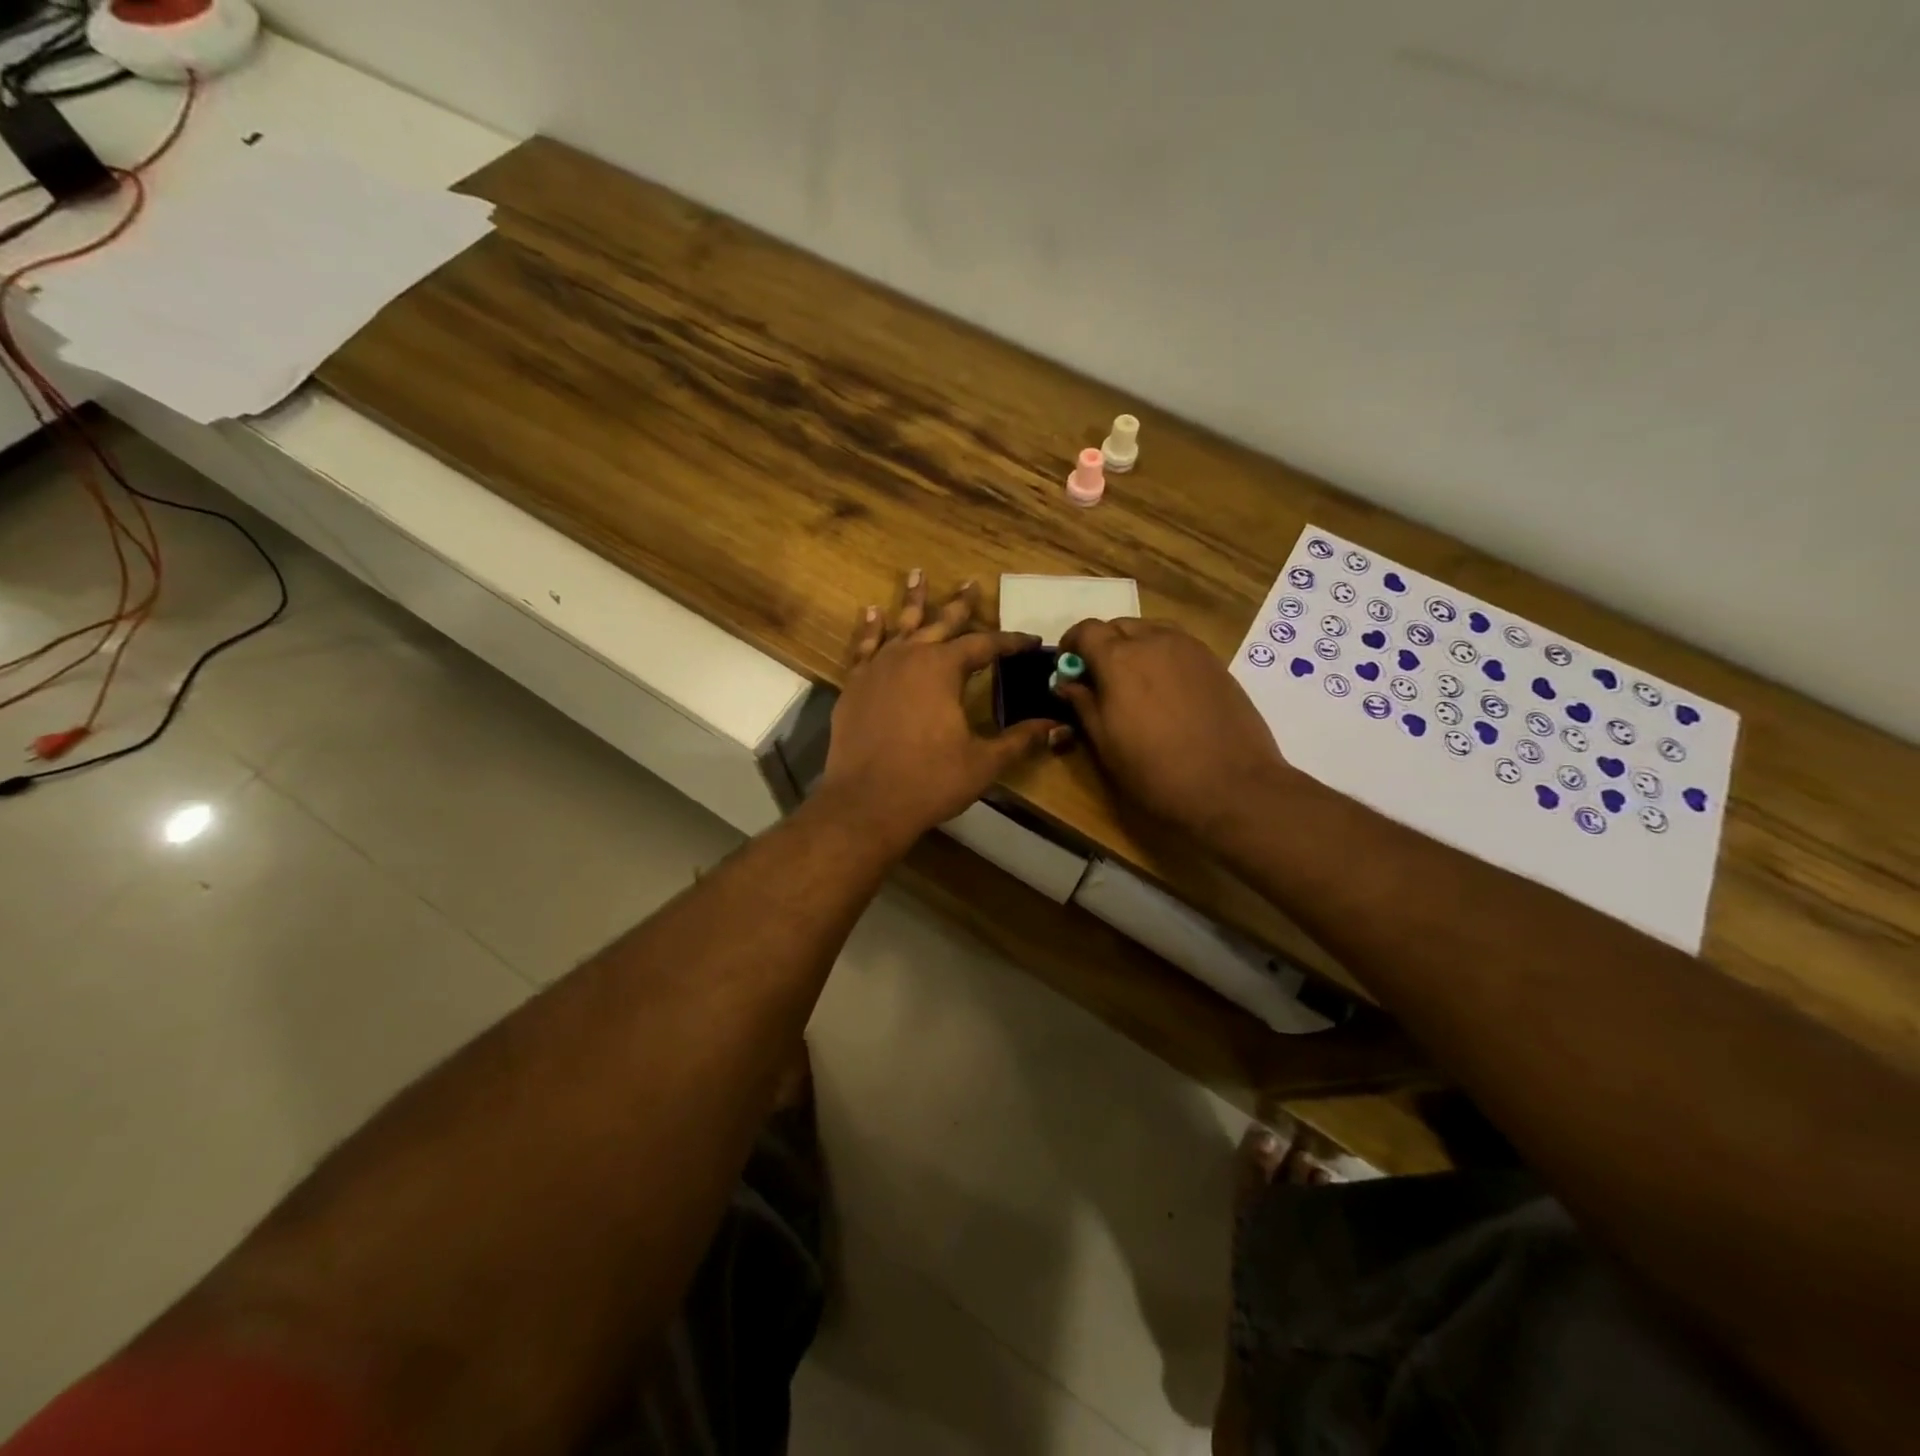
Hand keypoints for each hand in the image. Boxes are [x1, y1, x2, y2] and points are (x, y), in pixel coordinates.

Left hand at [815, 572, 1060, 853]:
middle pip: (941, 624)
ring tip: (917, 573)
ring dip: (913, 601)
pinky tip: (872, 612)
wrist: (865, 804)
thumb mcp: (983, 762)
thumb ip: (1019, 739)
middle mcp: (909, 657)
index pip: (985, 646)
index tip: (1031, 641)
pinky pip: (864, 647)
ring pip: (900, 626)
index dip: (1011, 643)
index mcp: (943, 669)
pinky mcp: (854, 686)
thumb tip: (1057, 726)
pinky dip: (870, 629)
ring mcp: (877, 669)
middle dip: (960, 605)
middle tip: (971, 582)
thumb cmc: (929, 781)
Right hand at [1055, 618, 1288, 842]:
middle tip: (1099, 679)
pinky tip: (1164, 688)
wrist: (1231, 786)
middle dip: (1102, 644)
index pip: (1086, 630)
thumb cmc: (1156, 771)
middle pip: (1119, 625)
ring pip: (1150, 630)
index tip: (1068, 670)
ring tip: (1133, 680)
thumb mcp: (1105, 744)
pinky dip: (1161, 653)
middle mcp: (1154, 641)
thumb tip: (1065, 683)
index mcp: (1119, 659)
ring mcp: (1189, 648)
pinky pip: (1178, 643)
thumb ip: (1083, 704)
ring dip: (1133, 645)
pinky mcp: (1214, 662)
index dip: (1071, 645)